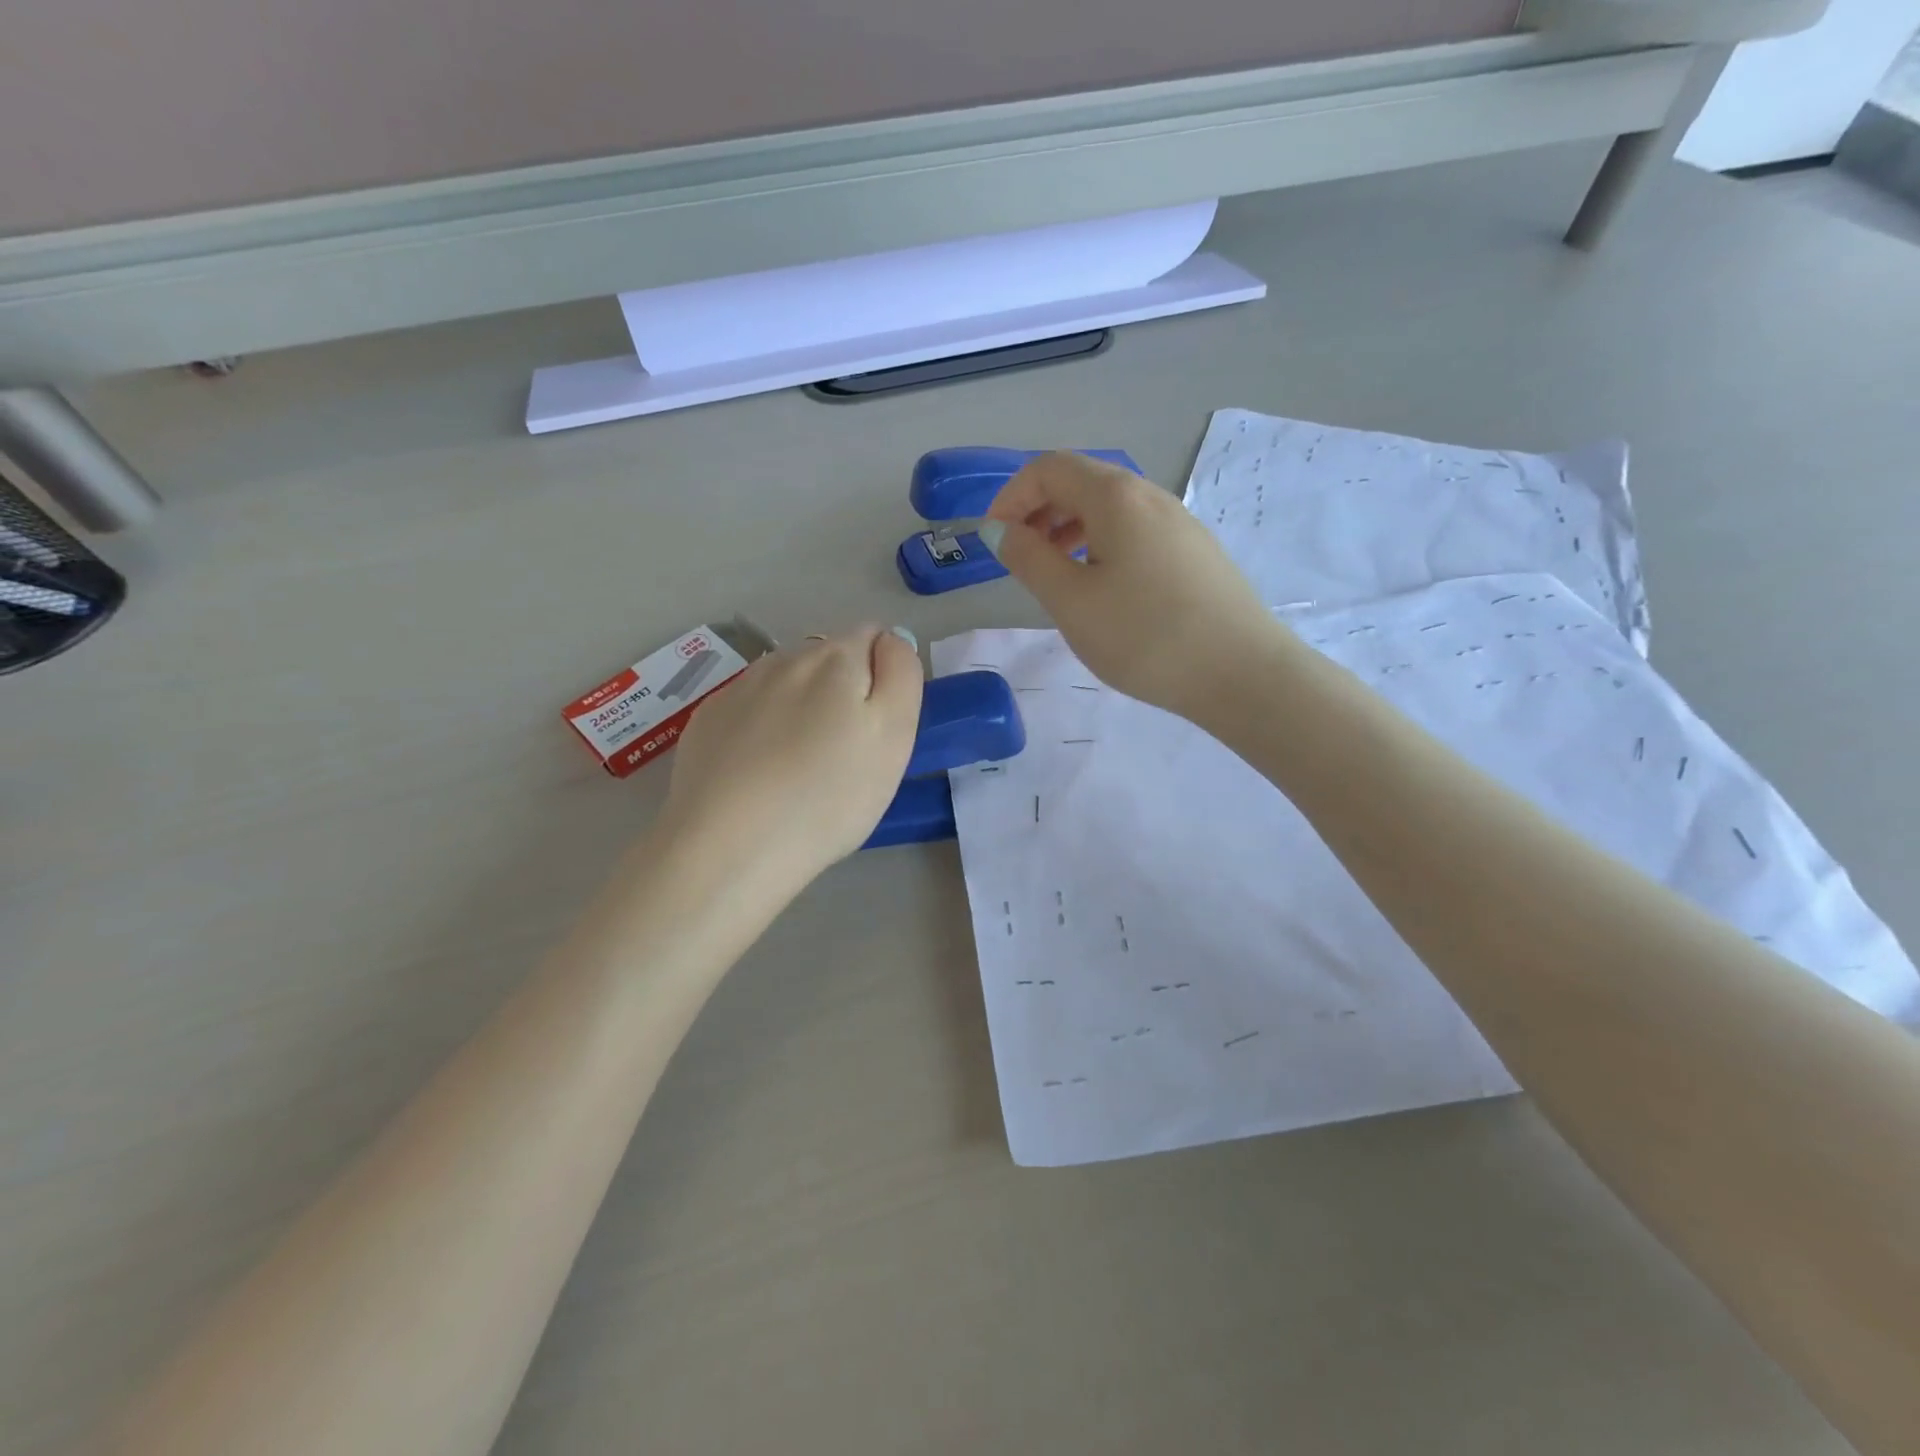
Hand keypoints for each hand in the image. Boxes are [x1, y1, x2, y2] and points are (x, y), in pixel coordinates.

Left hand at [661, 626, 922, 889]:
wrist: (727, 846)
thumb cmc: (827, 796)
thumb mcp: (894, 736)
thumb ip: (901, 674)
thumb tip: (890, 640)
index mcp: (836, 657)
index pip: (874, 637)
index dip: (885, 677)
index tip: (878, 728)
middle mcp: (784, 658)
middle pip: (828, 658)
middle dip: (842, 691)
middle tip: (844, 754)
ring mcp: (738, 688)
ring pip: (786, 682)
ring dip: (801, 706)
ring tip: (799, 765)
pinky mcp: (706, 721)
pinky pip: (749, 710)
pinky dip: (762, 728)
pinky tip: (759, 772)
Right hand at [982, 453, 1286, 722]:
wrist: (1241, 673)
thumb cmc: (1145, 636)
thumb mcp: (1072, 601)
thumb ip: (1029, 559)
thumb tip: (1002, 531)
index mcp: (1115, 497)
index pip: (1049, 468)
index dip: (1012, 496)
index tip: (994, 539)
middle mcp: (1150, 495)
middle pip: (1082, 481)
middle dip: (1039, 511)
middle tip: (1021, 558)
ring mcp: (1179, 522)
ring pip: (1110, 508)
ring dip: (1070, 529)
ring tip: (1056, 575)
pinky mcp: (1194, 551)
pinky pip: (1135, 531)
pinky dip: (1102, 545)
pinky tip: (1102, 589)